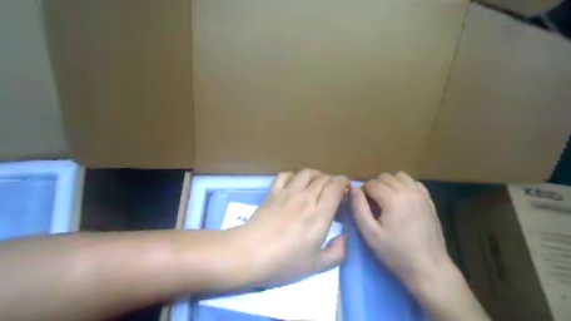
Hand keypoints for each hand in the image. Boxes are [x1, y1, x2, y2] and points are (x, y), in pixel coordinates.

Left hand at [231, 169, 347, 286]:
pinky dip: (293, 176)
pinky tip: (294, 184)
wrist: (249, 254)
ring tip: (317, 184)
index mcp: (320, 214)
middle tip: (333, 191)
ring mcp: (288, 193)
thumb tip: (345, 236)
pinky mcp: (272, 192)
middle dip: (332, 181)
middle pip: (323, 178)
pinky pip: (285, 175)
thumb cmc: (284, 262)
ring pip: (306, 173)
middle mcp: (306, 198)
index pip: (336, 187)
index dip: (344, 183)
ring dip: (316, 175)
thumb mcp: (316, 266)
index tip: (346, 190)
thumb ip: (337, 252)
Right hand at [350, 171, 452, 289]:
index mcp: (393, 199)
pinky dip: (404, 185)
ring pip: (400, 176)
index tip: (362, 206)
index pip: (371, 184)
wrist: (428, 267)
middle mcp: (408, 191)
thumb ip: (358, 208)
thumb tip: (352, 188)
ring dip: (389, 183)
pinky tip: (402, 200)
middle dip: (375, 187)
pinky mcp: (429, 200)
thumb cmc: (395, 252)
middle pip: (384, 177)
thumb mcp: (370, 233)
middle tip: (373, 204)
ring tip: (387, 200)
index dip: (363, 192)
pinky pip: (413, 182)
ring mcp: (421, 194)